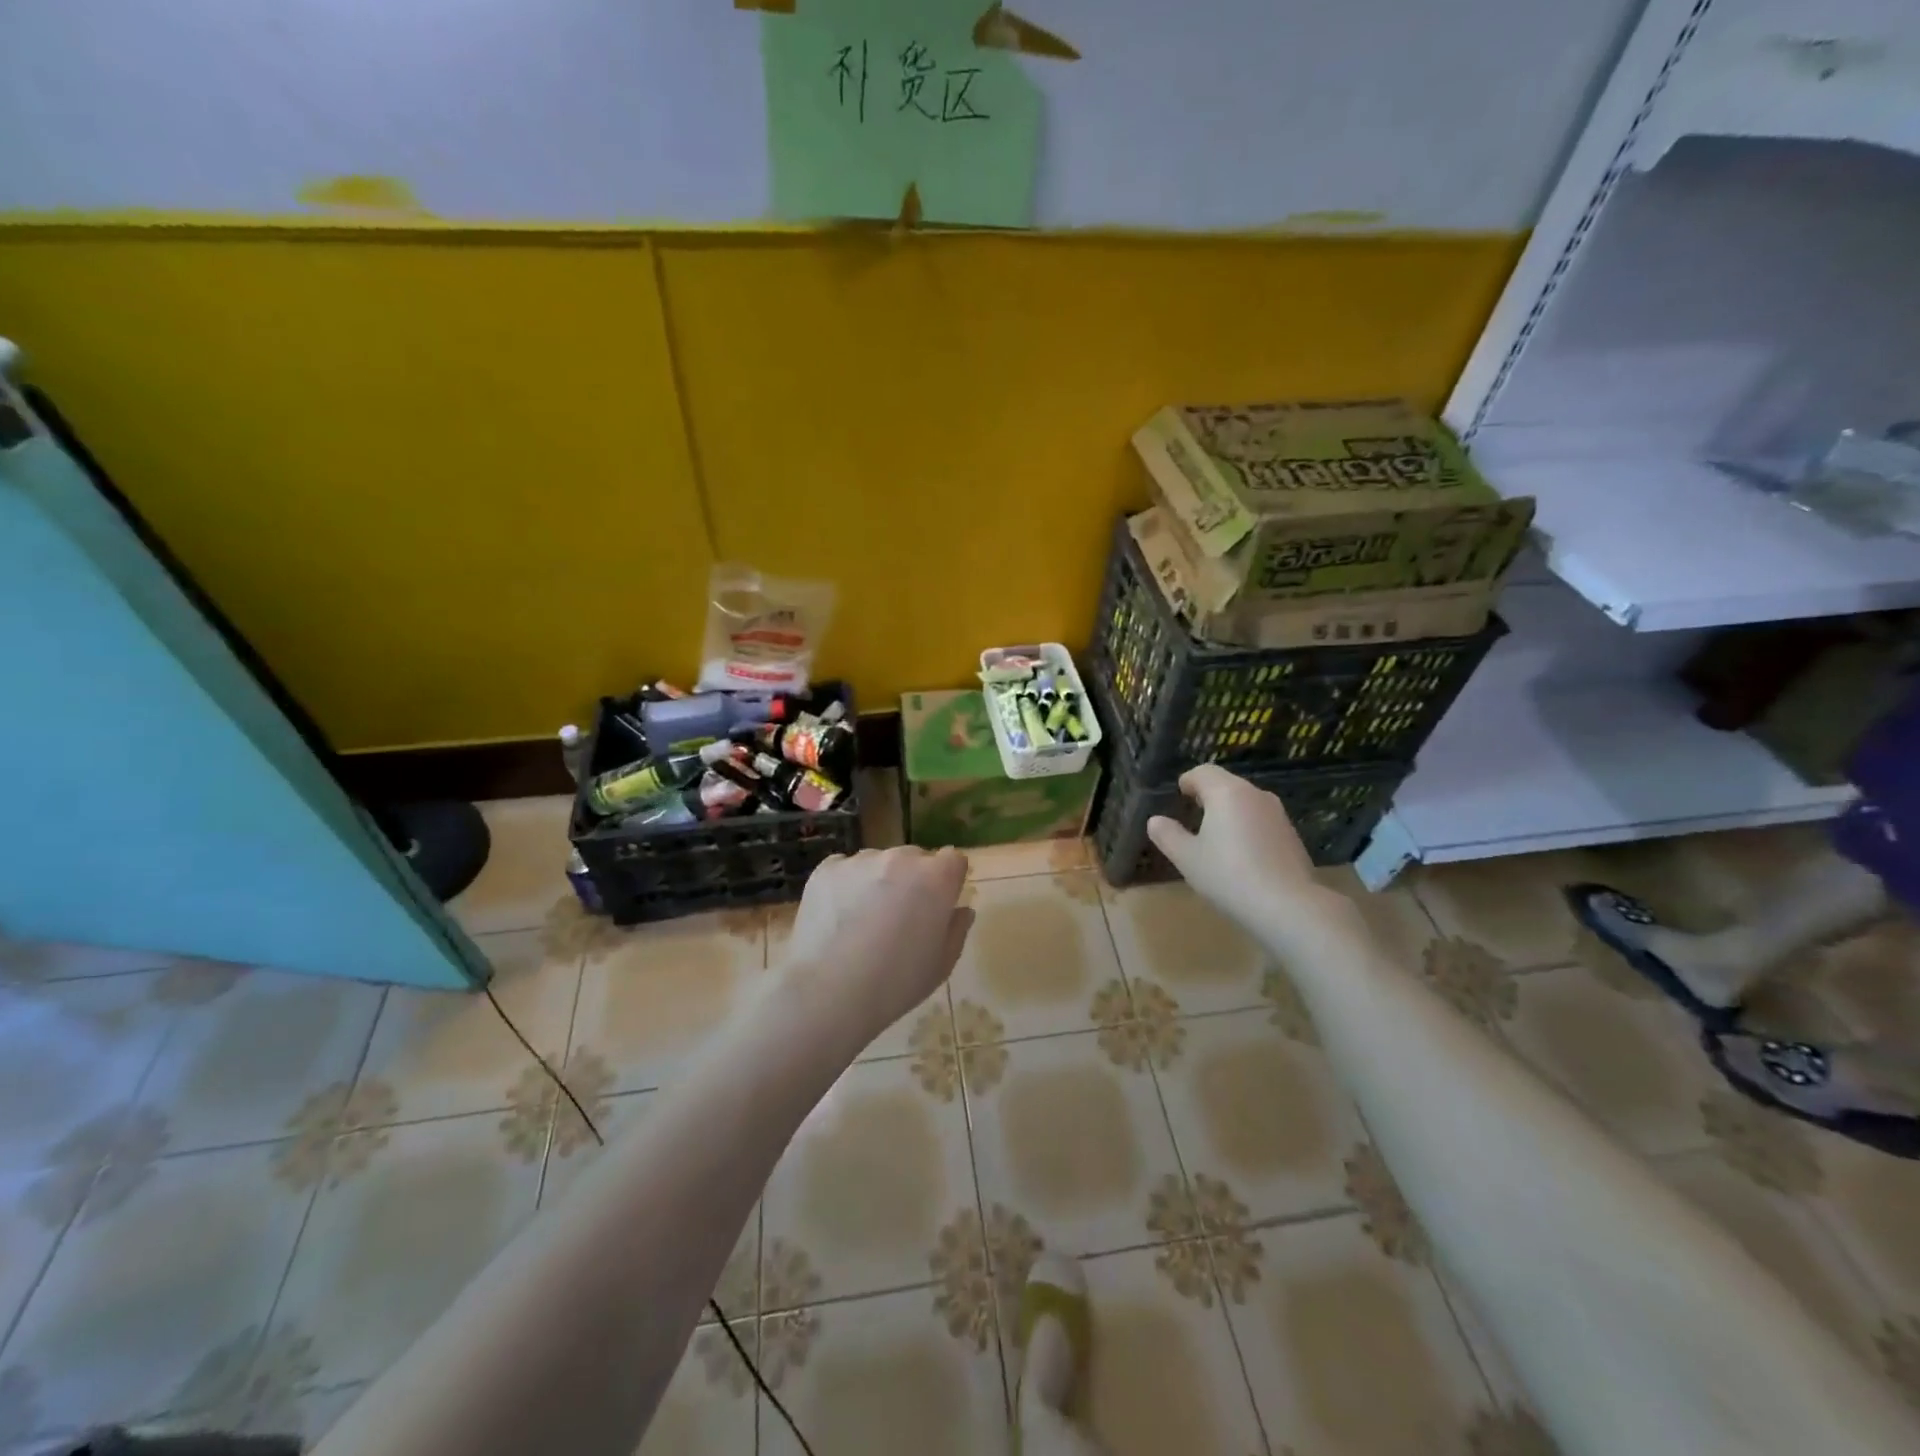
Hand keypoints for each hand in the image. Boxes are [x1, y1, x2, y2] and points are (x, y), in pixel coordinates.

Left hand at [781, 847, 973, 1051]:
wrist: (829, 991)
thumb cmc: (896, 982)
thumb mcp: (941, 965)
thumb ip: (956, 929)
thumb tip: (961, 910)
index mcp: (936, 878)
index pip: (953, 859)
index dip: (948, 880)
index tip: (938, 904)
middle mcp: (900, 858)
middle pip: (914, 858)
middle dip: (912, 879)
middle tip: (900, 916)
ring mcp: (860, 860)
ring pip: (877, 863)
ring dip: (878, 881)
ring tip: (863, 920)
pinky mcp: (826, 869)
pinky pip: (844, 869)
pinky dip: (845, 886)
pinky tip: (838, 917)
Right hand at [1146, 765, 1343, 943]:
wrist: (1288, 906)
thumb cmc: (1229, 876)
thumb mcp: (1187, 858)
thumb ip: (1168, 835)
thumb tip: (1155, 821)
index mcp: (1226, 793)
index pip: (1203, 772)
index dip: (1188, 781)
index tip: (1179, 795)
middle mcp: (1255, 795)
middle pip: (1226, 784)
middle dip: (1207, 795)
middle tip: (1192, 815)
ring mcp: (1278, 814)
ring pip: (1246, 802)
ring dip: (1229, 812)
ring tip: (1215, 837)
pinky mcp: (1292, 835)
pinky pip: (1261, 821)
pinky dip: (1247, 828)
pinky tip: (1241, 856)